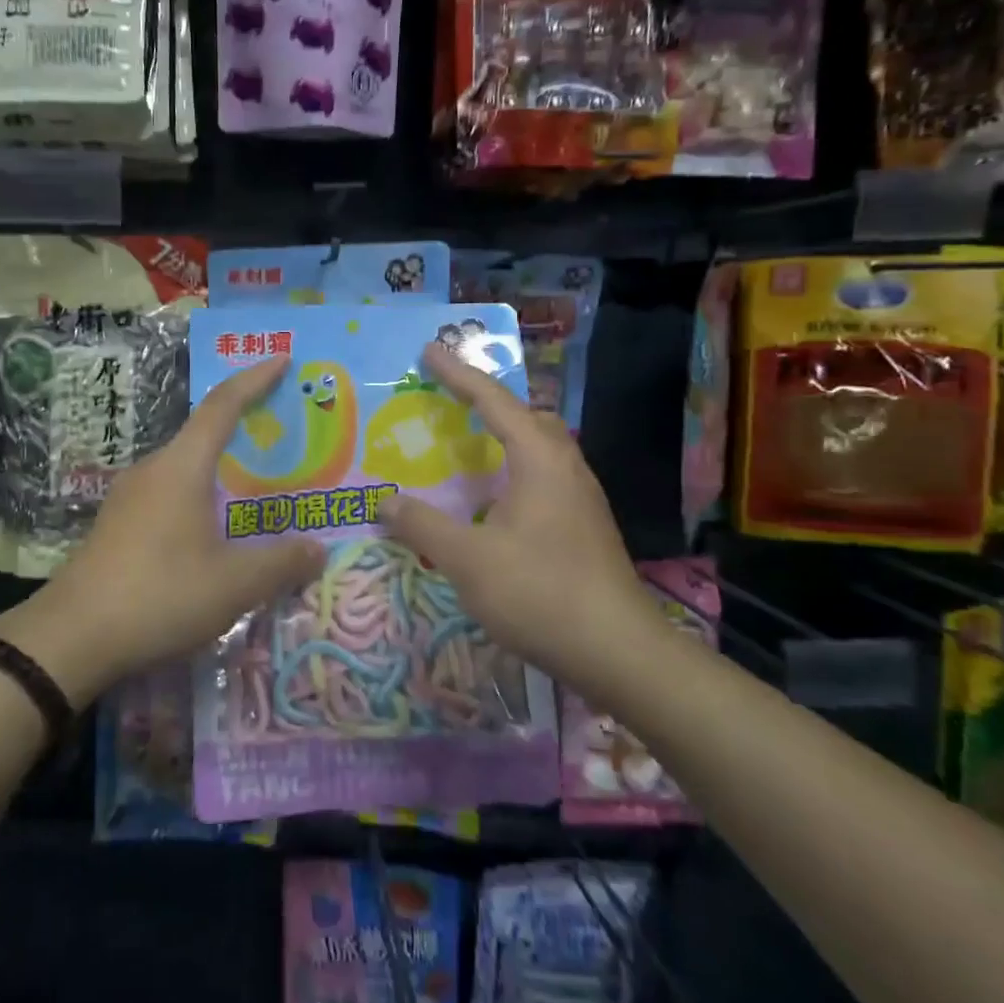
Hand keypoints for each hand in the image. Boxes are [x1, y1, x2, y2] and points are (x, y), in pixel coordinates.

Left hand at [0, 356, 323, 703]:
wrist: (71, 637)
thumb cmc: (159, 594)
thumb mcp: (232, 585)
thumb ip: (280, 563)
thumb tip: (318, 549)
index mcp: (182, 466)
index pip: (223, 406)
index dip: (254, 380)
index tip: (282, 359)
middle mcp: (153, 469)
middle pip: (203, 435)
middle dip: (243, 429)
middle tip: (282, 438)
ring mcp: (128, 497)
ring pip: (184, 469)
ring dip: (219, 471)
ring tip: (253, 489)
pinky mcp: (116, 524)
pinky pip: (168, 494)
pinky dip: (198, 497)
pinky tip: (211, 532)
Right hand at [376, 344, 659, 682]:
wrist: (619, 652)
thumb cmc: (540, 592)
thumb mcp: (468, 559)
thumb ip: (422, 525)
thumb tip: (384, 501)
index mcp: (540, 459)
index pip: (493, 401)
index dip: (457, 374)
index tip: (430, 350)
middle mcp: (566, 467)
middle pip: (526, 415)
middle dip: (487, 400)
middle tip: (450, 397)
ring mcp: (581, 498)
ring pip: (540, 447)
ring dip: (504, 434)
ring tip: (468, 443)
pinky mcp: (584, 526)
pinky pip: (544, 475)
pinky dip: (514, 467)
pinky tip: (495, 499)